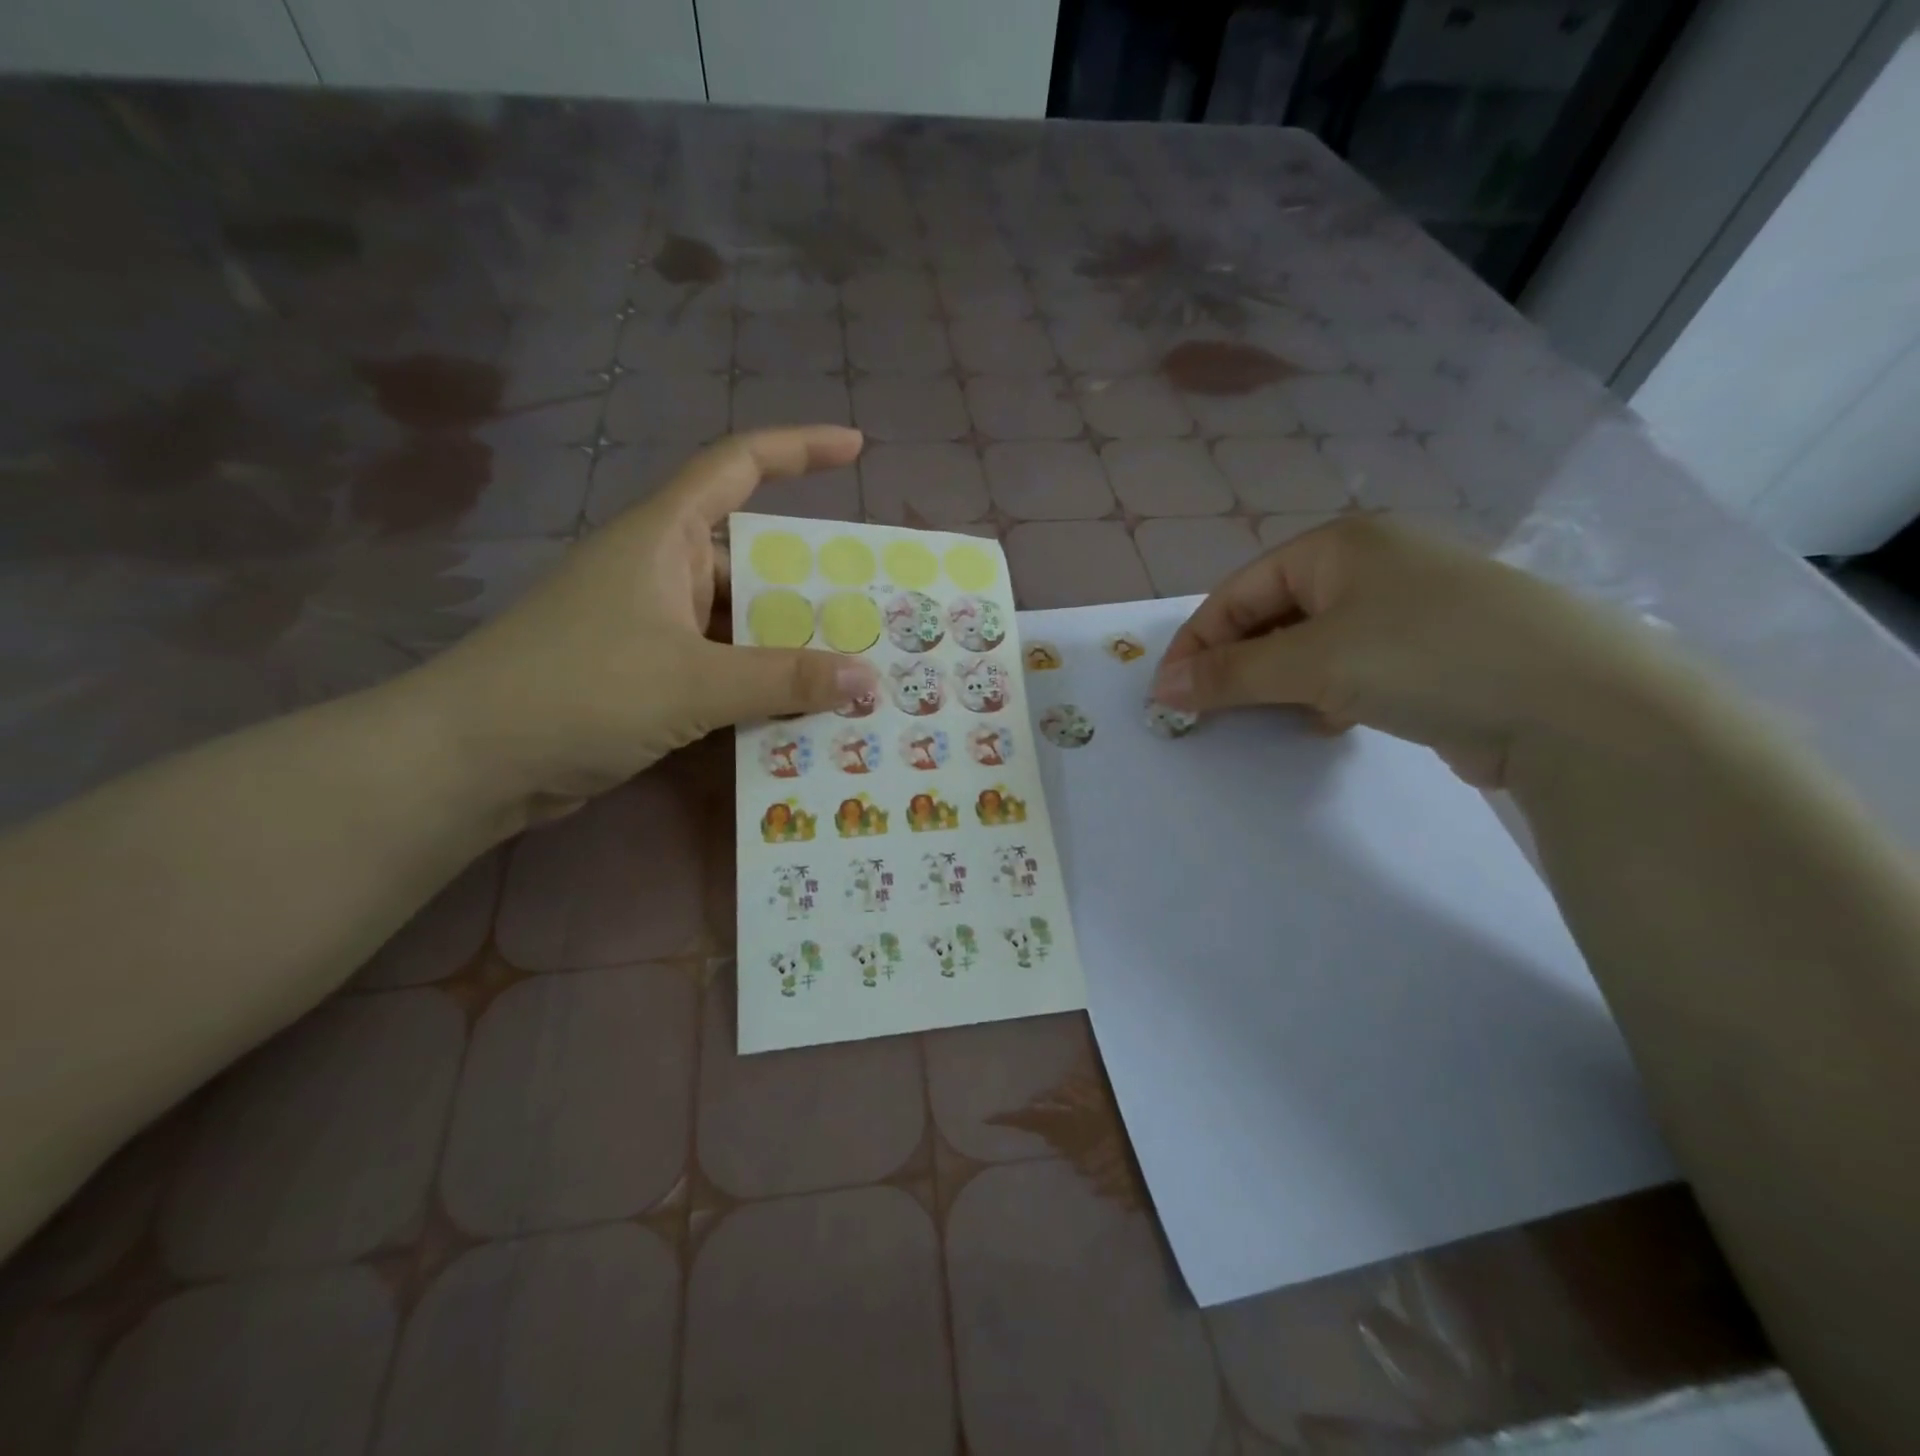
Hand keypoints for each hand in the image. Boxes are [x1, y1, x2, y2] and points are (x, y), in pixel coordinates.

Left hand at [423, 426, 879, 815]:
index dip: (799, 449)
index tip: (856, 448)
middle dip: (810, 587)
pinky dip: (756, 685)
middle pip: (751, 561)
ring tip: (851, 674)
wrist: (471, 761)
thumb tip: (870, 679)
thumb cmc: (580, 692)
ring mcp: (651, 626)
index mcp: (664, 538)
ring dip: (787, 648)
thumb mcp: (694, 681)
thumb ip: (785, 679)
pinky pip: (720, 667)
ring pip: (738, 623)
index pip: (738, 466)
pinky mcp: (645, 675)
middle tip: (873, 614)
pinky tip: (797, 714)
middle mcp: (660, 572)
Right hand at [1150, 516, 1673, 786]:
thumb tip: (1163, 690)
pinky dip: (1327, 693)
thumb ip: (1231, 675)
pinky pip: (1353, 667)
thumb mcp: (1314, 662)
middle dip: (1239, 664)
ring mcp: (1408, 607)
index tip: (1169, 694)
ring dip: (1282, 682)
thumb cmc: (1425, 656)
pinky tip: (1330, 720)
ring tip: (1275, 716)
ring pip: (1312, 645)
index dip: (1197, 643)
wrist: (1575, 704)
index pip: (1239, 591)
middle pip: (1273, 615)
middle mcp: (1372, 564)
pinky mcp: (1434, 651)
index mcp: (1339, 545)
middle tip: (1212, 711)